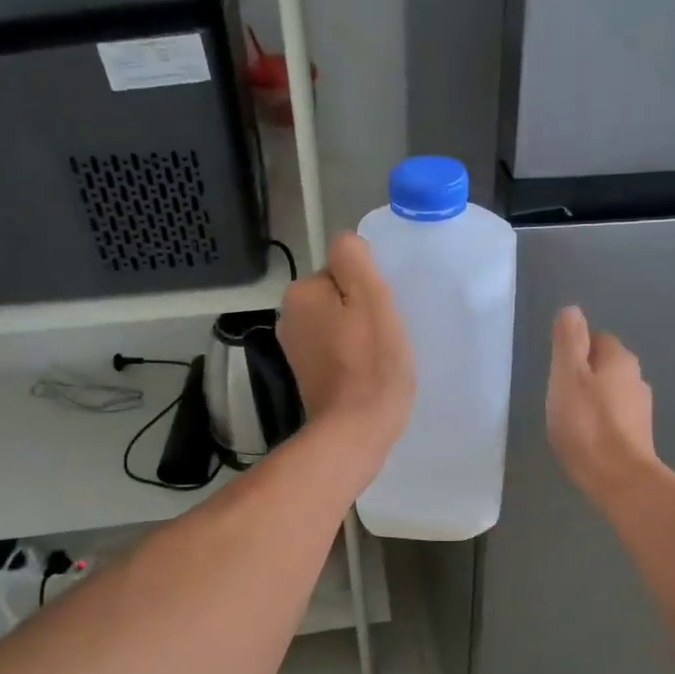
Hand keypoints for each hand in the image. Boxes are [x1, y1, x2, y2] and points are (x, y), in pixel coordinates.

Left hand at [278, 232, 414, 460]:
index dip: (368, 287)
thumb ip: (354, 259)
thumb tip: (346, 243)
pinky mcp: (308, 376)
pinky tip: (368, 372)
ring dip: (359, 333)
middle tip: (386, 334)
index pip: (343, 270)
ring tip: (379, 356)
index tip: (384, 311)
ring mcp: (295, 349)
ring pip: (338, 324)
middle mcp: (289, 317)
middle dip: (362, 310)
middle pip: (339, 296)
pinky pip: (335, 350)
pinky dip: (352, 356)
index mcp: (301, 293)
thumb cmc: (370, 363)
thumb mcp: (371, 298)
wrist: (355, 430)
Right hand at [547, 306, 657, 504]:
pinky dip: (599, 421)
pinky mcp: (638, 436)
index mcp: (620, 359)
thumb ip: (568, 340)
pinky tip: (584, 437)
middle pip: (604, 365)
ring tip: (568, 417)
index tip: (556, 369)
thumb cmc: (587, 423)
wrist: (619, 478)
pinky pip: (613, 417)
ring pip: (610, 392)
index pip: (596, 338)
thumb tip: (572, 309)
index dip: (574, 349)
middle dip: (582, 374)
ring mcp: (641, 409)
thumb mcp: (567, 374)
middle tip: (557, 393)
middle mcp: (637, 378)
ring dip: (591, 399)